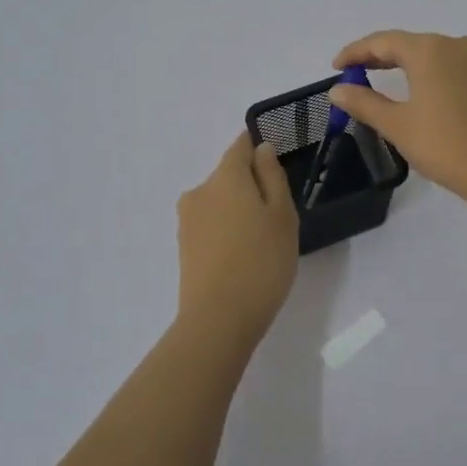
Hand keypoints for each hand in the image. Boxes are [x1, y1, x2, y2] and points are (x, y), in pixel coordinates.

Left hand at [176, 132, 299, 338]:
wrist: (218, 319)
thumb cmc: (261, 261)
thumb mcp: (282, 215)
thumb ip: (272, 176)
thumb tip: (262, 149)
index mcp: (225, 176)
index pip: (240, 146)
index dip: (258, 148)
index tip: (277, 163)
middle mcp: (200, 191)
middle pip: (229, 176)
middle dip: (251, 186)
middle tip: (279, 215)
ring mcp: (188, 220)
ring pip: (220, 202)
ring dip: (239, 211)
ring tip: (262, 241)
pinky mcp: (184, 247)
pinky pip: (211, 226)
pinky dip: (227, 231)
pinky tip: (243, 256)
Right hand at [328, 31, 466, 204]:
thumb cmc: (443, 144)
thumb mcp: (396, 124)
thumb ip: (364, 102)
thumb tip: (337, 90)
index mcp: (429, 49)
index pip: (382, 41)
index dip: (355, 52)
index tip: (335, 66)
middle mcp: (454, 44)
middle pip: (408, 43)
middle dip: (378, 56)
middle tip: (353, 73)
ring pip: (430, 53)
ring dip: (403, 63)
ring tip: (380, 80)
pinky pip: (449, 65)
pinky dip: (427, 72)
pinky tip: (417, 89)